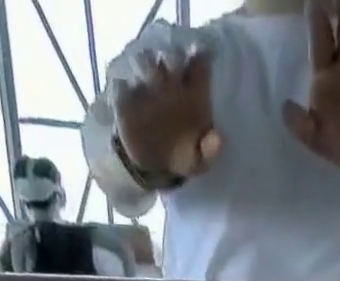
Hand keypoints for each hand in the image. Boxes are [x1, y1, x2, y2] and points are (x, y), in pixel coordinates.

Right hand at [115, 52, 221, 183]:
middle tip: (172, 75)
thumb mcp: (198, 162)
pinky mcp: (126, 96)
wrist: (152, 167)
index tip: (196, 69)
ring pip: (145, 59)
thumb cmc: (181, 157)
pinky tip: (130, 97)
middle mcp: (170, 82)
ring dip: (147, 68)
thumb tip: (219, 139)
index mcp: (193, 93)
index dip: (198, 62)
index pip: (198, 63)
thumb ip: (210, 152)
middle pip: (170, 55)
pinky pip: (121, 82)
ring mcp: (147, 85)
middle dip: (171, 60)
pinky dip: (124, 86)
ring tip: (150, 85)